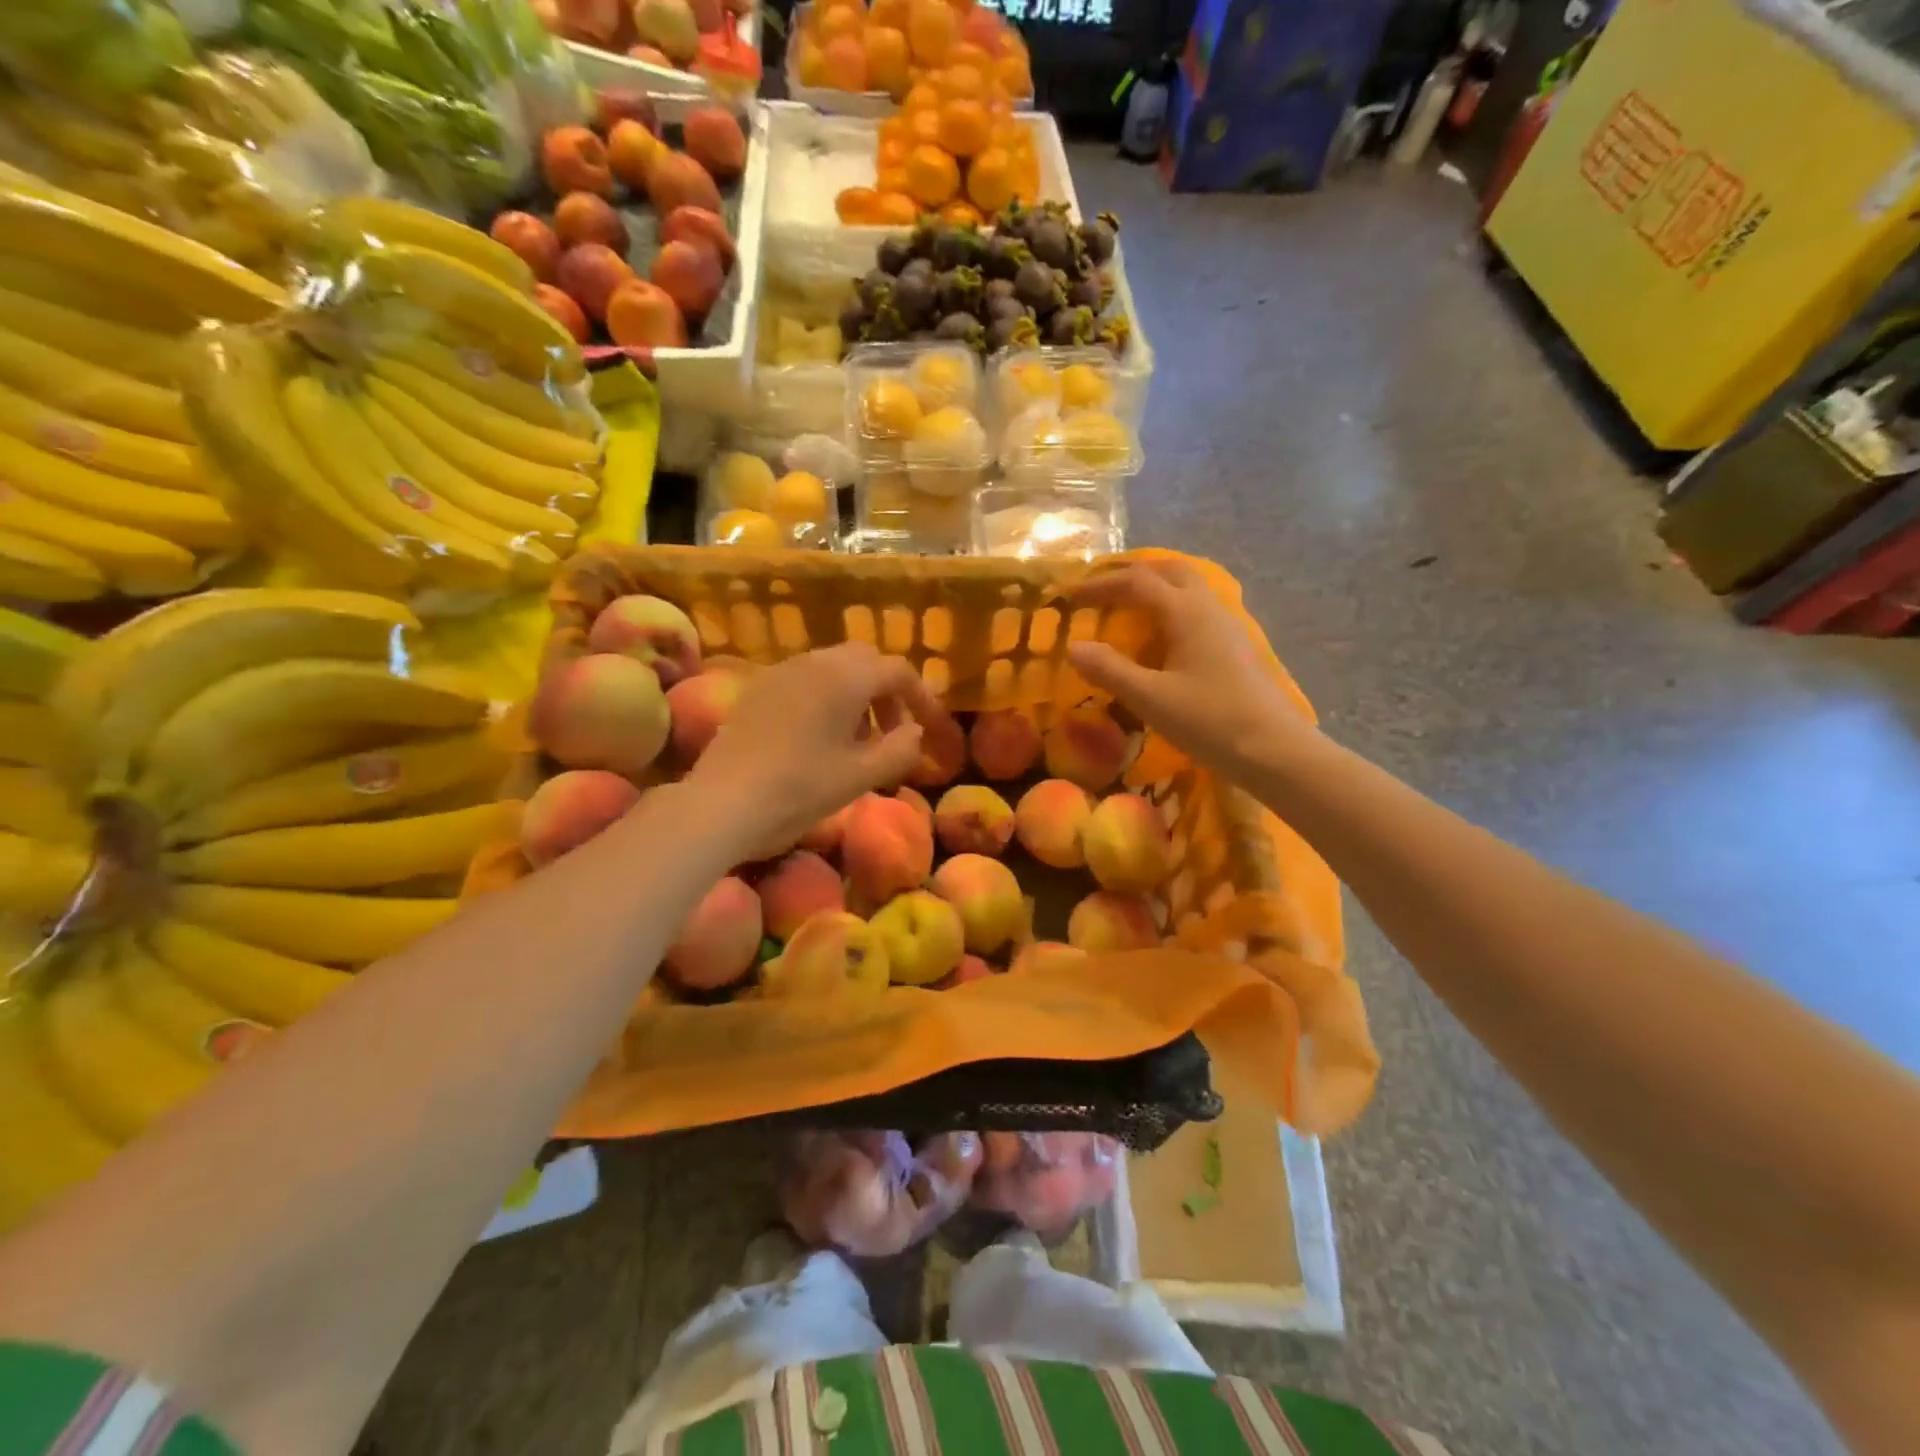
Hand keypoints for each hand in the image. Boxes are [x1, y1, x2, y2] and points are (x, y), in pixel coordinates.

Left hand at [689, 642, 944, 860]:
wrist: (724, 802)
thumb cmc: (801, 788)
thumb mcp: (862, 775)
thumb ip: (901, 749)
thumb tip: (915, 732)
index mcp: (847, 677)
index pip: (898, 671)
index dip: (922, 698)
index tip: (930, 729)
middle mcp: (815, 661)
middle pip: (866, 661)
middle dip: (887, 691)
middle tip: (893, 731)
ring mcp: (782, 671)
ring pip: (834, 667)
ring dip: (857, 693)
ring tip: (858, 739)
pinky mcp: (758, 688)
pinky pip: (806, 678)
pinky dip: (826, 696)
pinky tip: (819, 736)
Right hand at [1066, 560, 1308, 775]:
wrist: (1274, 750)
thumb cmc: (1210, 721)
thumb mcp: (1150, 698)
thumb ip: (1109, 670)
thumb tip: (1073, 647)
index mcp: (1185, 611)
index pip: (1136, 582)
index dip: (1099, 585)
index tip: (1068, 597)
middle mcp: (1208, 607)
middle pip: (1168, 572)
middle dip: (1130, 576)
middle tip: (1100, 593)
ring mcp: (1226, 625)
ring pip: (1187, 588)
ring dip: (1153, 590)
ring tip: (1125, 611)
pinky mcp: (1234, 646)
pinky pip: (1197, 610)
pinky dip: (1169, 610)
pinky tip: (1160, 639)